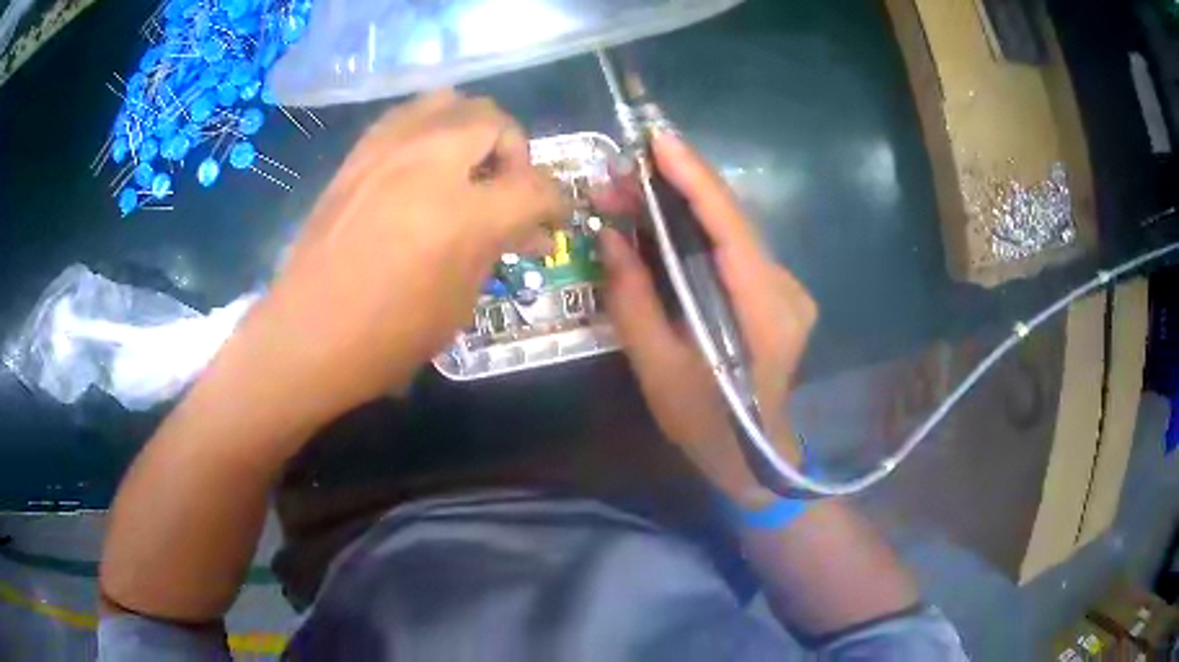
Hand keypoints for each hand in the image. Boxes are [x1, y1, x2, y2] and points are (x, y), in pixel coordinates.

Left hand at [242, 91, 566, 415]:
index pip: (536, 187)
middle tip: (506, 188)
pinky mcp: (359, 154)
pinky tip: (424, 161)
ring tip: (466, 165)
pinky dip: (431, 127)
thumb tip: (525, 232)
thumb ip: (496, 251)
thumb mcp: (460, 303)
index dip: (556, 203)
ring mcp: (388, 151)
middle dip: (516, 152)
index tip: (553, 219)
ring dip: (473, 128)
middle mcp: (430, 164)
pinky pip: (407, 115)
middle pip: (496, 121)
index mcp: (464, 215)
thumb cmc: (388, 337)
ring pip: (451, 101)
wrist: (308, 335)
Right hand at [597, 131, 816, 508]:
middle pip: (731, 222)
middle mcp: (786, 290)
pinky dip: (697, 234)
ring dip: (682, 210)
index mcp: (764, 311)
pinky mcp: (778, 296)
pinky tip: (662, 229)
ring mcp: (787, 291)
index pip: (730, 228)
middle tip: (619, 178)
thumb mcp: (658, 370)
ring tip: (629, 198)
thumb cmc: (708, 427)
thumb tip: (609, 237)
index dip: (695, 177)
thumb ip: (633, 300)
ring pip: (732, 234)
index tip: (658, 141)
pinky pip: (734, 253)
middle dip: (676, 189)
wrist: (757, 460)